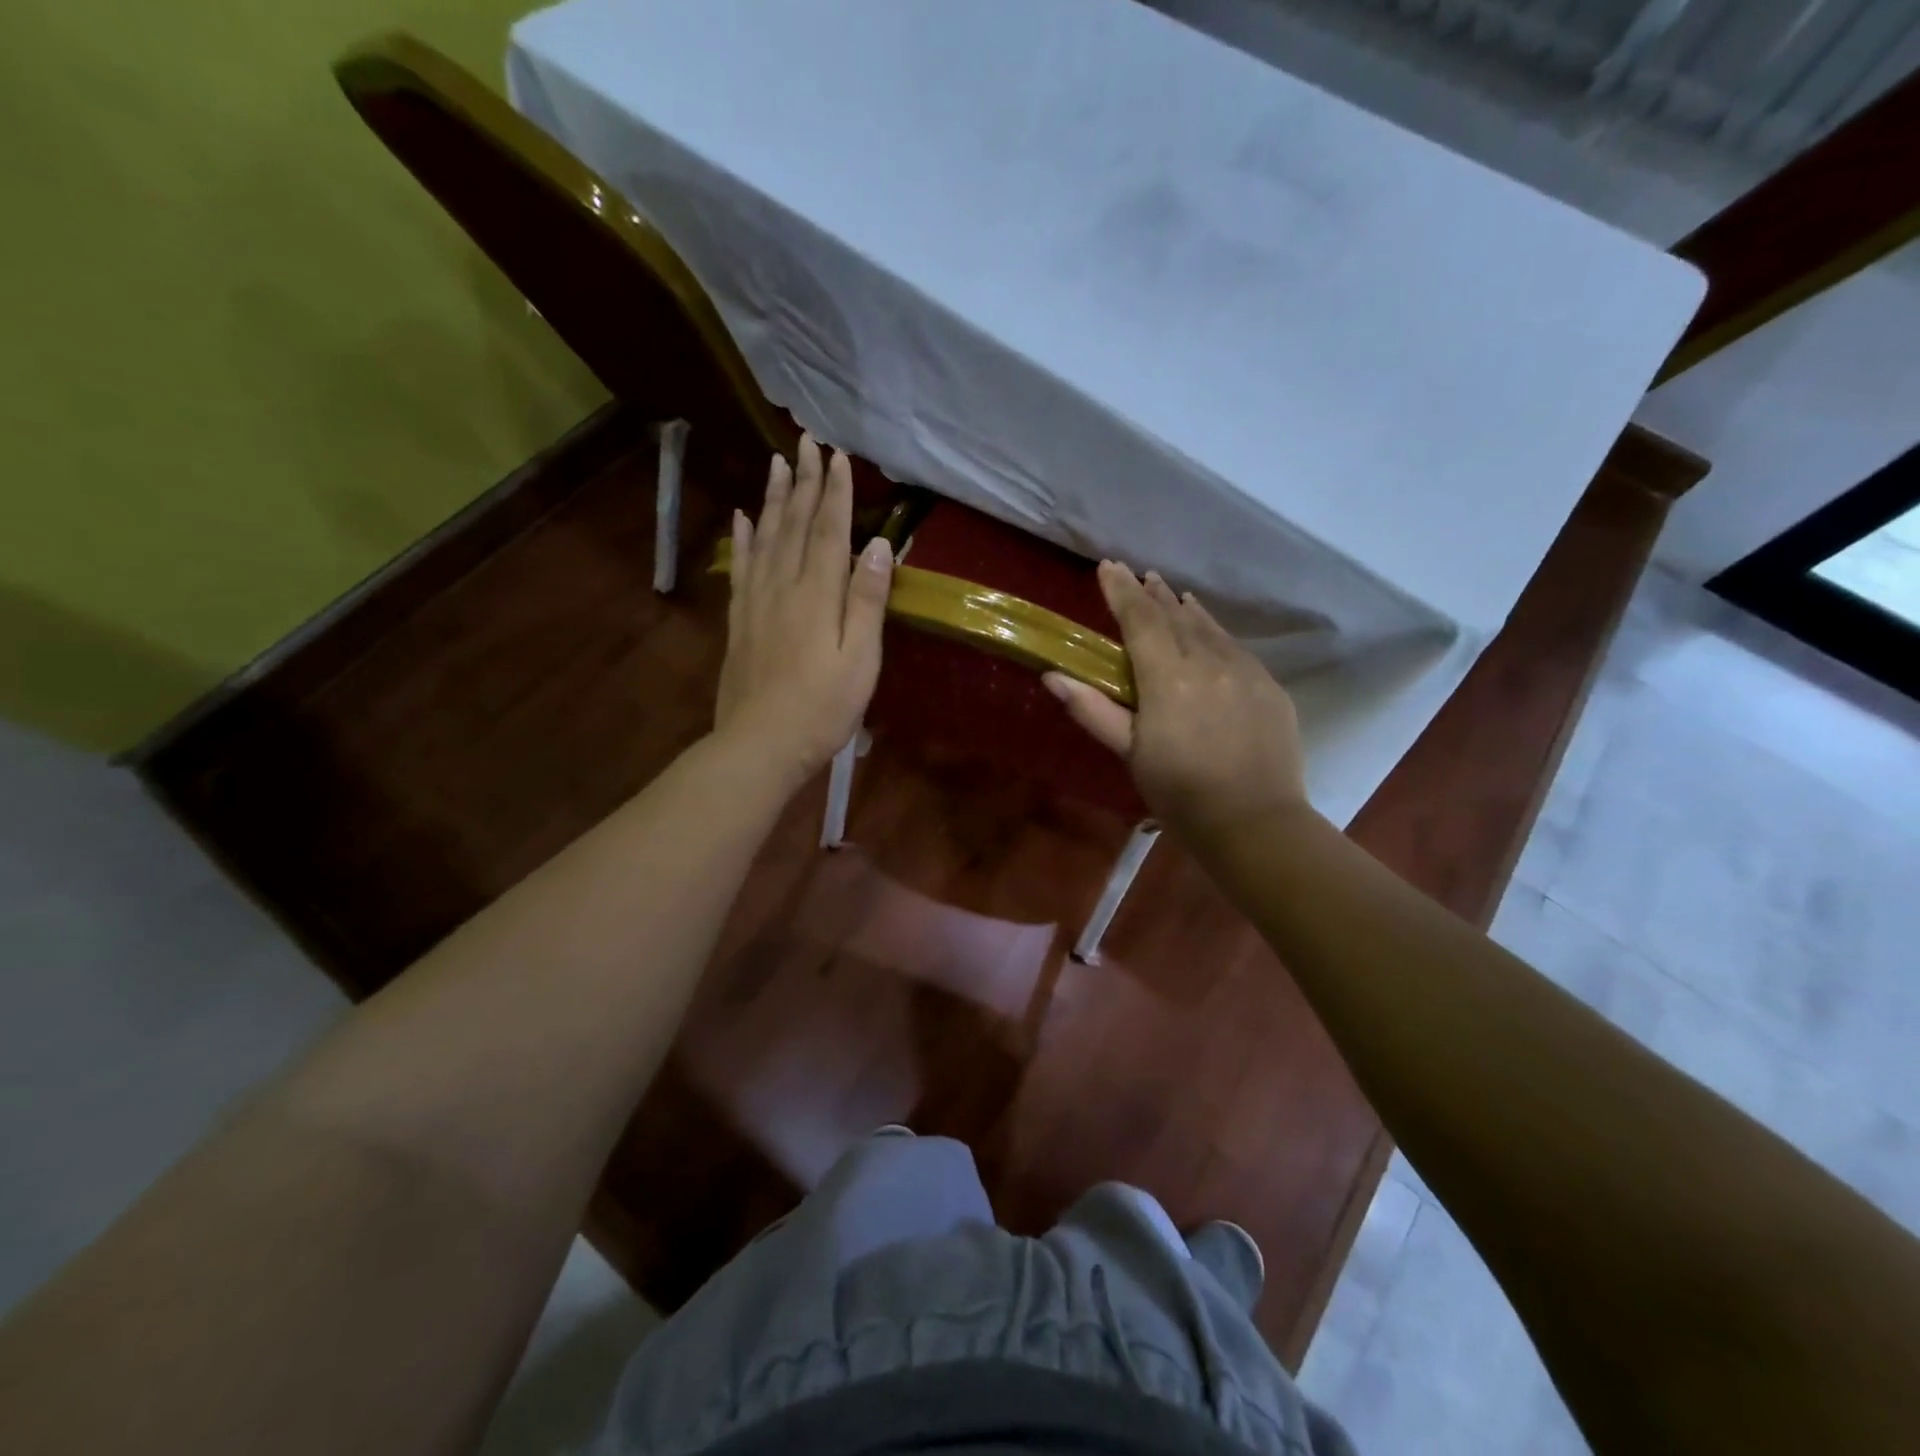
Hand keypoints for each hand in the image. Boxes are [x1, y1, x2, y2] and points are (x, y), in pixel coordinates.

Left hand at [714, 435, 893, 784]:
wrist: (761, 744)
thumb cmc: (823, 708)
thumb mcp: (860, 659)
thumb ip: (867, 600)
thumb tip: (881, 545)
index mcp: (818, 594)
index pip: (829, 530)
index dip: (835, 492)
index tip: (838, 456)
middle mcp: (784, 586)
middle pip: (794, 524)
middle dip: (803, 482)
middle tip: (806, 442)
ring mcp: (756, 602)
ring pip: (765, 538)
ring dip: (773, 498)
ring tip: (776, 464)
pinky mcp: (739, 621)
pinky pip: (741, 567)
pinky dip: (743, 538)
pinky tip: (742, 518)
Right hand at [1045, 562, 1310, 846]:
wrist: (1255, 822)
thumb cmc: (1181, 792)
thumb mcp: (1130, 753)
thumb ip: (1093, 710)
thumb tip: (1053, 676)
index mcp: (1168, 678)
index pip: (1140, 620)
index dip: (1121, 591)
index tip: (1107, 566)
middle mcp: (1209, 662)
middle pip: (1175, 616)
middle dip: (1152, 593)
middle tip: (1136, 574)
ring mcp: (1245, 671)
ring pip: (1209, 627)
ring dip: (1184, 608)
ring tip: (1170, 592)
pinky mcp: (1269, 686)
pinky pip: (1235, 646)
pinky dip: (1214, 631)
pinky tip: (1208, 631)